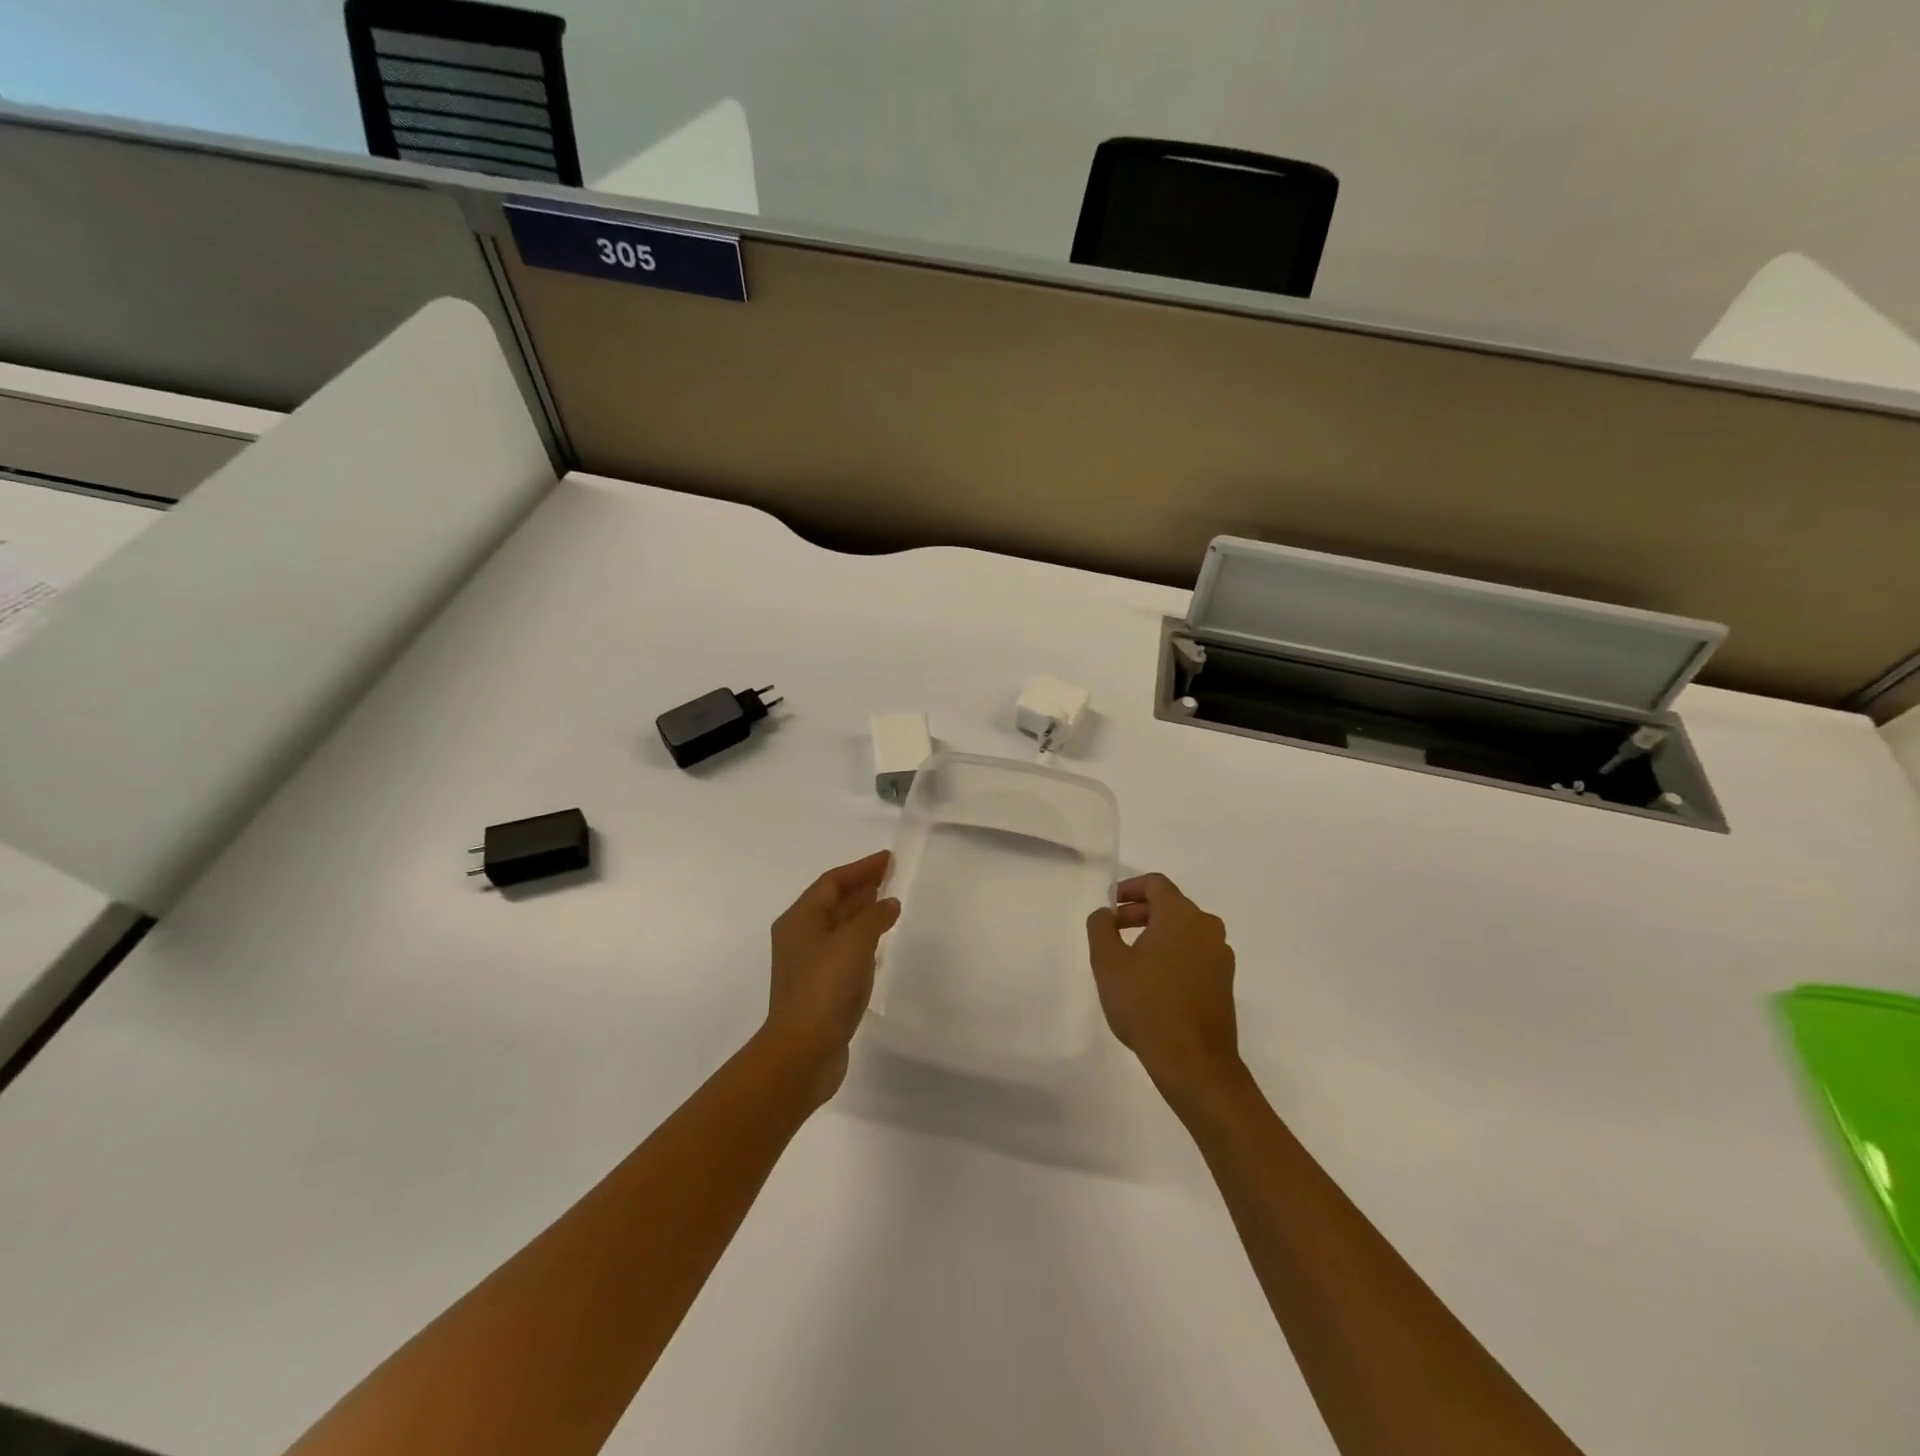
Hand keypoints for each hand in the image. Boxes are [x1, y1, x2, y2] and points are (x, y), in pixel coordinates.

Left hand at [763, 850, 899, 1105]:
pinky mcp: (820, 987)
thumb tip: (888, 903)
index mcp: (799, 919)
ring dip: (863, 913)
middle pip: (833, 902)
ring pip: (839, 927)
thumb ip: (874, 917)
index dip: (861, 868)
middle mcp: (800, 937)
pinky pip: (844, 950)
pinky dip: (863, 939)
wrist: (803, 1052)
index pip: (832, 882)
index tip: (889, 859)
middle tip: (893, 877)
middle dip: (862, 887)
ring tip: (890, 904)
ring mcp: (809, 964)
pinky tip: (880, 943)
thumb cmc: (825, 988)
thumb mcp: (854, 943)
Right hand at [1086, 873, 1239, 1099]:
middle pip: (1170, 905)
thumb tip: (1106, 913)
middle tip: (1113, 930)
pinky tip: (1153, 980)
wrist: (1194, 1062)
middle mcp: (1207, 927)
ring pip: (1184, 930)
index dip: (1129, 888)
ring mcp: (1220, 955)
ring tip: (1130, 957)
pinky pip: (1195, 952)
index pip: (1155, 884)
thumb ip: (1101, 928)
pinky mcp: (1224, 980)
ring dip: (1156, 933)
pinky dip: (1173, 953)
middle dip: (1139, 912)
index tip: (1110, 905)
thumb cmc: (1146, 1005)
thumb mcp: (1108, 963)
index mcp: (1181, 915)